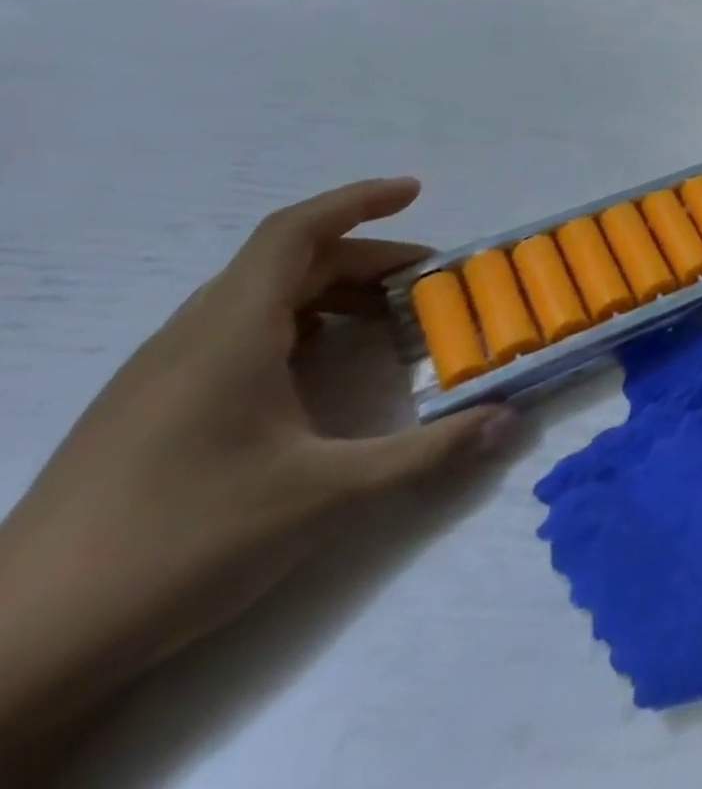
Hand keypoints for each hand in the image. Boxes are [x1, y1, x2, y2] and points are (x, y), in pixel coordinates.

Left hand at [0, 179, 508, 761]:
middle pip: (286, 265)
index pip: (294, 234)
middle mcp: (189, 340)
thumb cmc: (182, 545)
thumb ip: (428, 452)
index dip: (357, 201)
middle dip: (366, 259)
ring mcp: (159, 376)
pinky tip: (320, 371)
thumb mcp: (328, 496)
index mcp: (228, 337)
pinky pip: (233, 335)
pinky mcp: (146, 411)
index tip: (415, 191)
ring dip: (330, 293)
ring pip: (257, 299)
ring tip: (386, 323)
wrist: (17, 653)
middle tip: (429, 283)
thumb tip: (509, 420)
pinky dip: (295, 327)